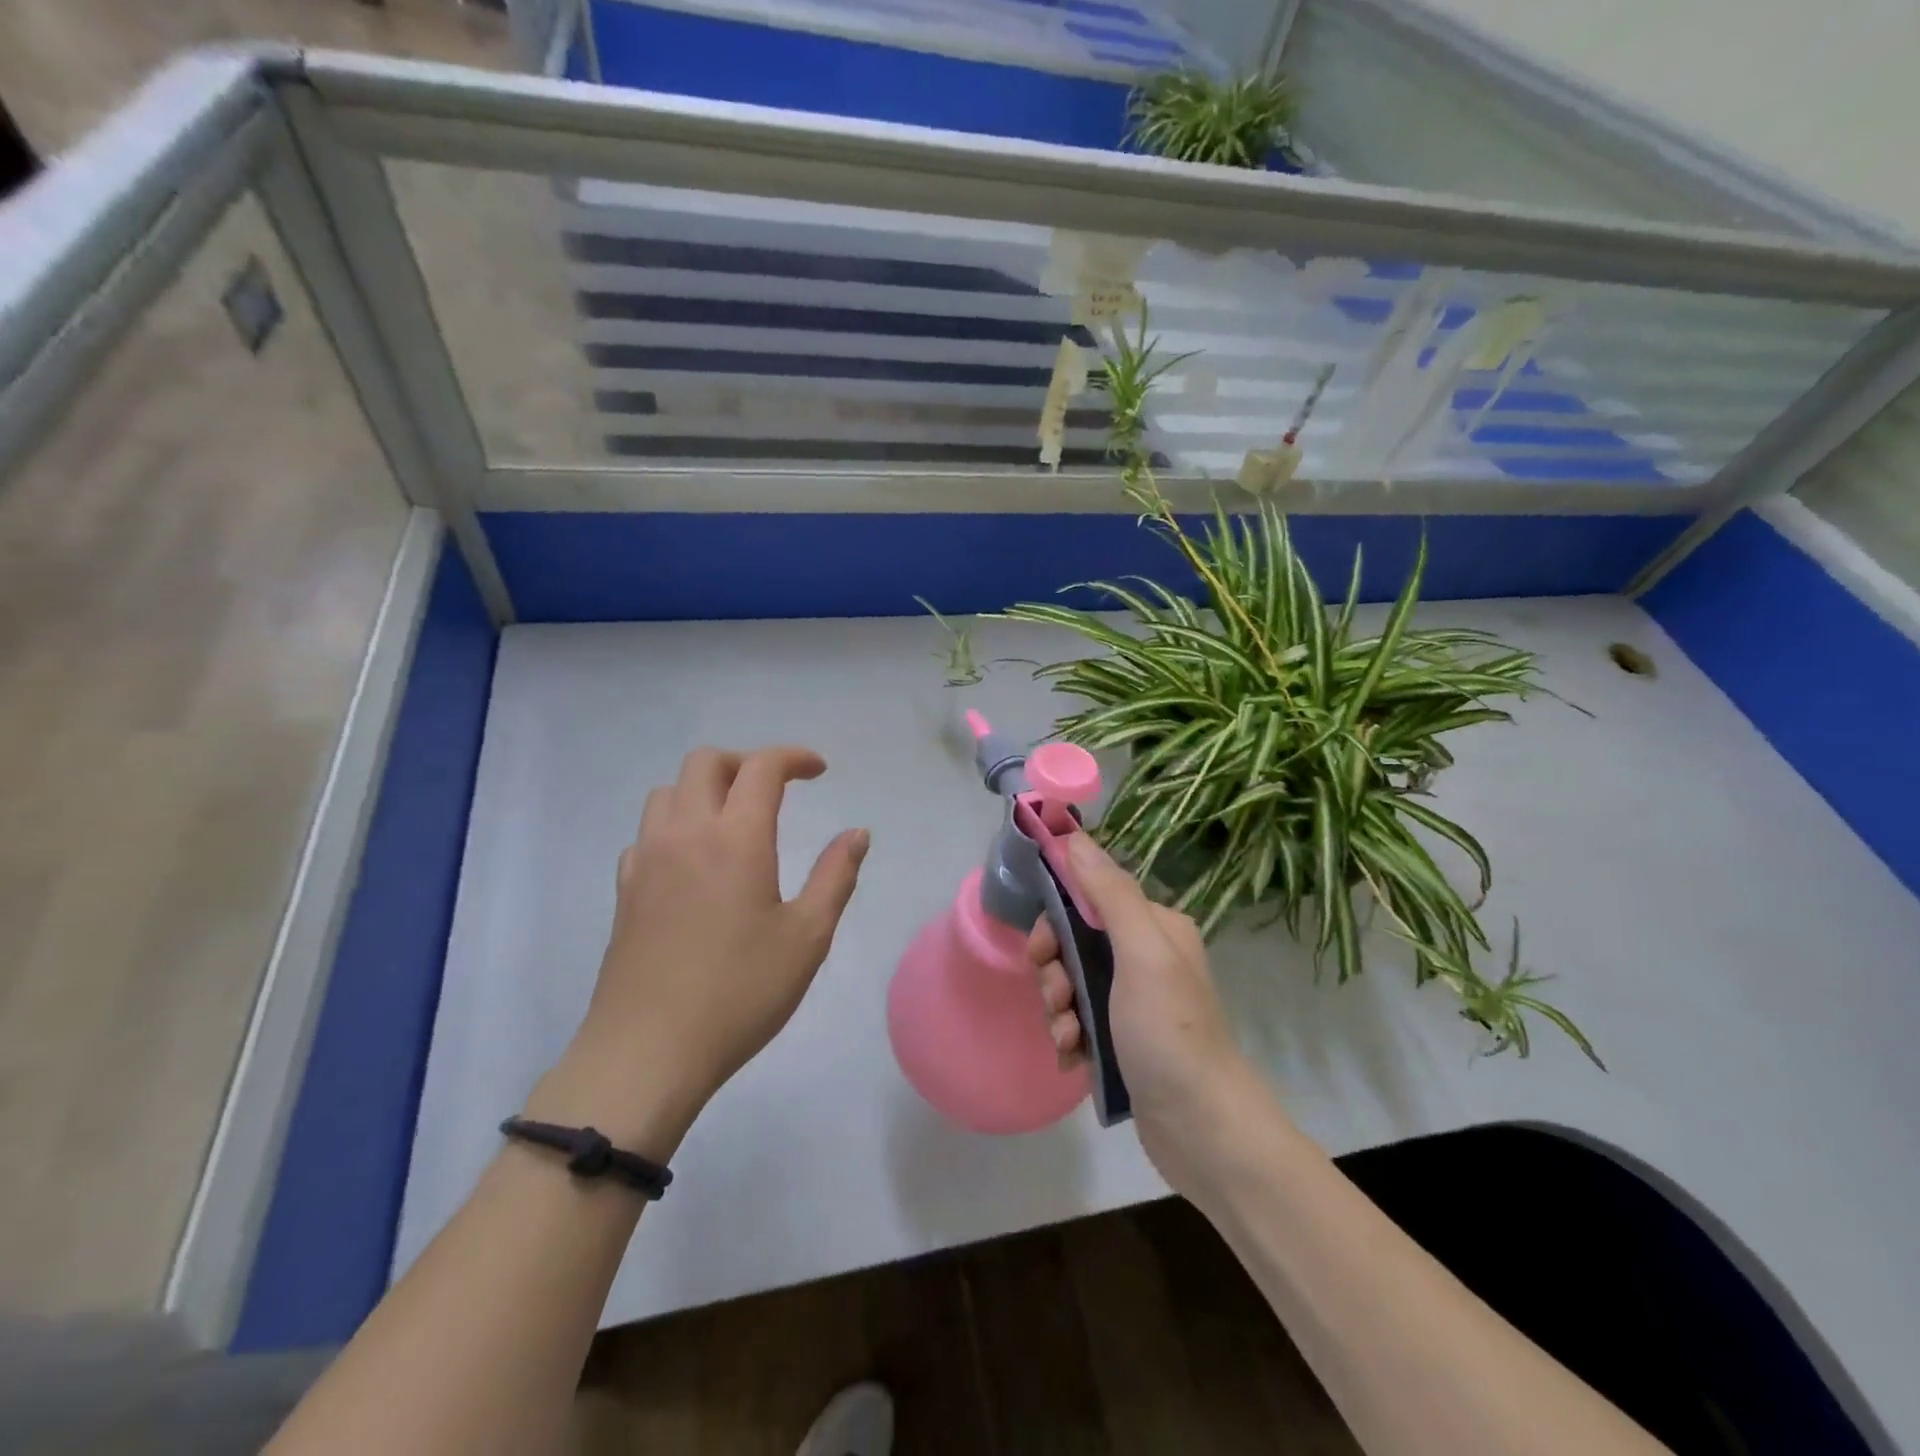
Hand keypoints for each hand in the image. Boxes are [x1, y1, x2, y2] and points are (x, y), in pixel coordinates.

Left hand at [530, 746, 868, 1159]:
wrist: (648, 1051)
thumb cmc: (740, 992)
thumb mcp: (807, 936)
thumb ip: (835, 875)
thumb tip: (857, 833)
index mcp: (735, 837)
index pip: (761, 767)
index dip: (794, 757)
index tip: (819, 771)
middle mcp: (685, 833)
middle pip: (706, 762)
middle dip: (746, 763)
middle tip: (777, 790)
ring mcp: (647, 859)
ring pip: (668, 791)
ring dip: (705, 789)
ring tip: (734, 821)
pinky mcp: (625, 889)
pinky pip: (648, 832)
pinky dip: (675, 825)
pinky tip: (694, 862)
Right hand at [1029, 833, 1266, 1194]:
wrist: (1203, 1131)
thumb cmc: (1170, 1032)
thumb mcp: (1141, 954)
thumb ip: (1108, 893)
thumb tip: (1074, 837)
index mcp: (1155, 926)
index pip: (1089, 898)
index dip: (1057, 921)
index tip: (1042, 951)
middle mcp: (1147, 956)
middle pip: (1076, 942)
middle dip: (1055, 972)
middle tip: (1058, 999)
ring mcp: (1135, 1001)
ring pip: (1073, 984)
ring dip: (1059, 1009)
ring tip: (1068, 1039)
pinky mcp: (1124, 1039)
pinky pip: (1080, 1021)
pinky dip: (1070, 1036)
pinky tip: (1073, 1059)